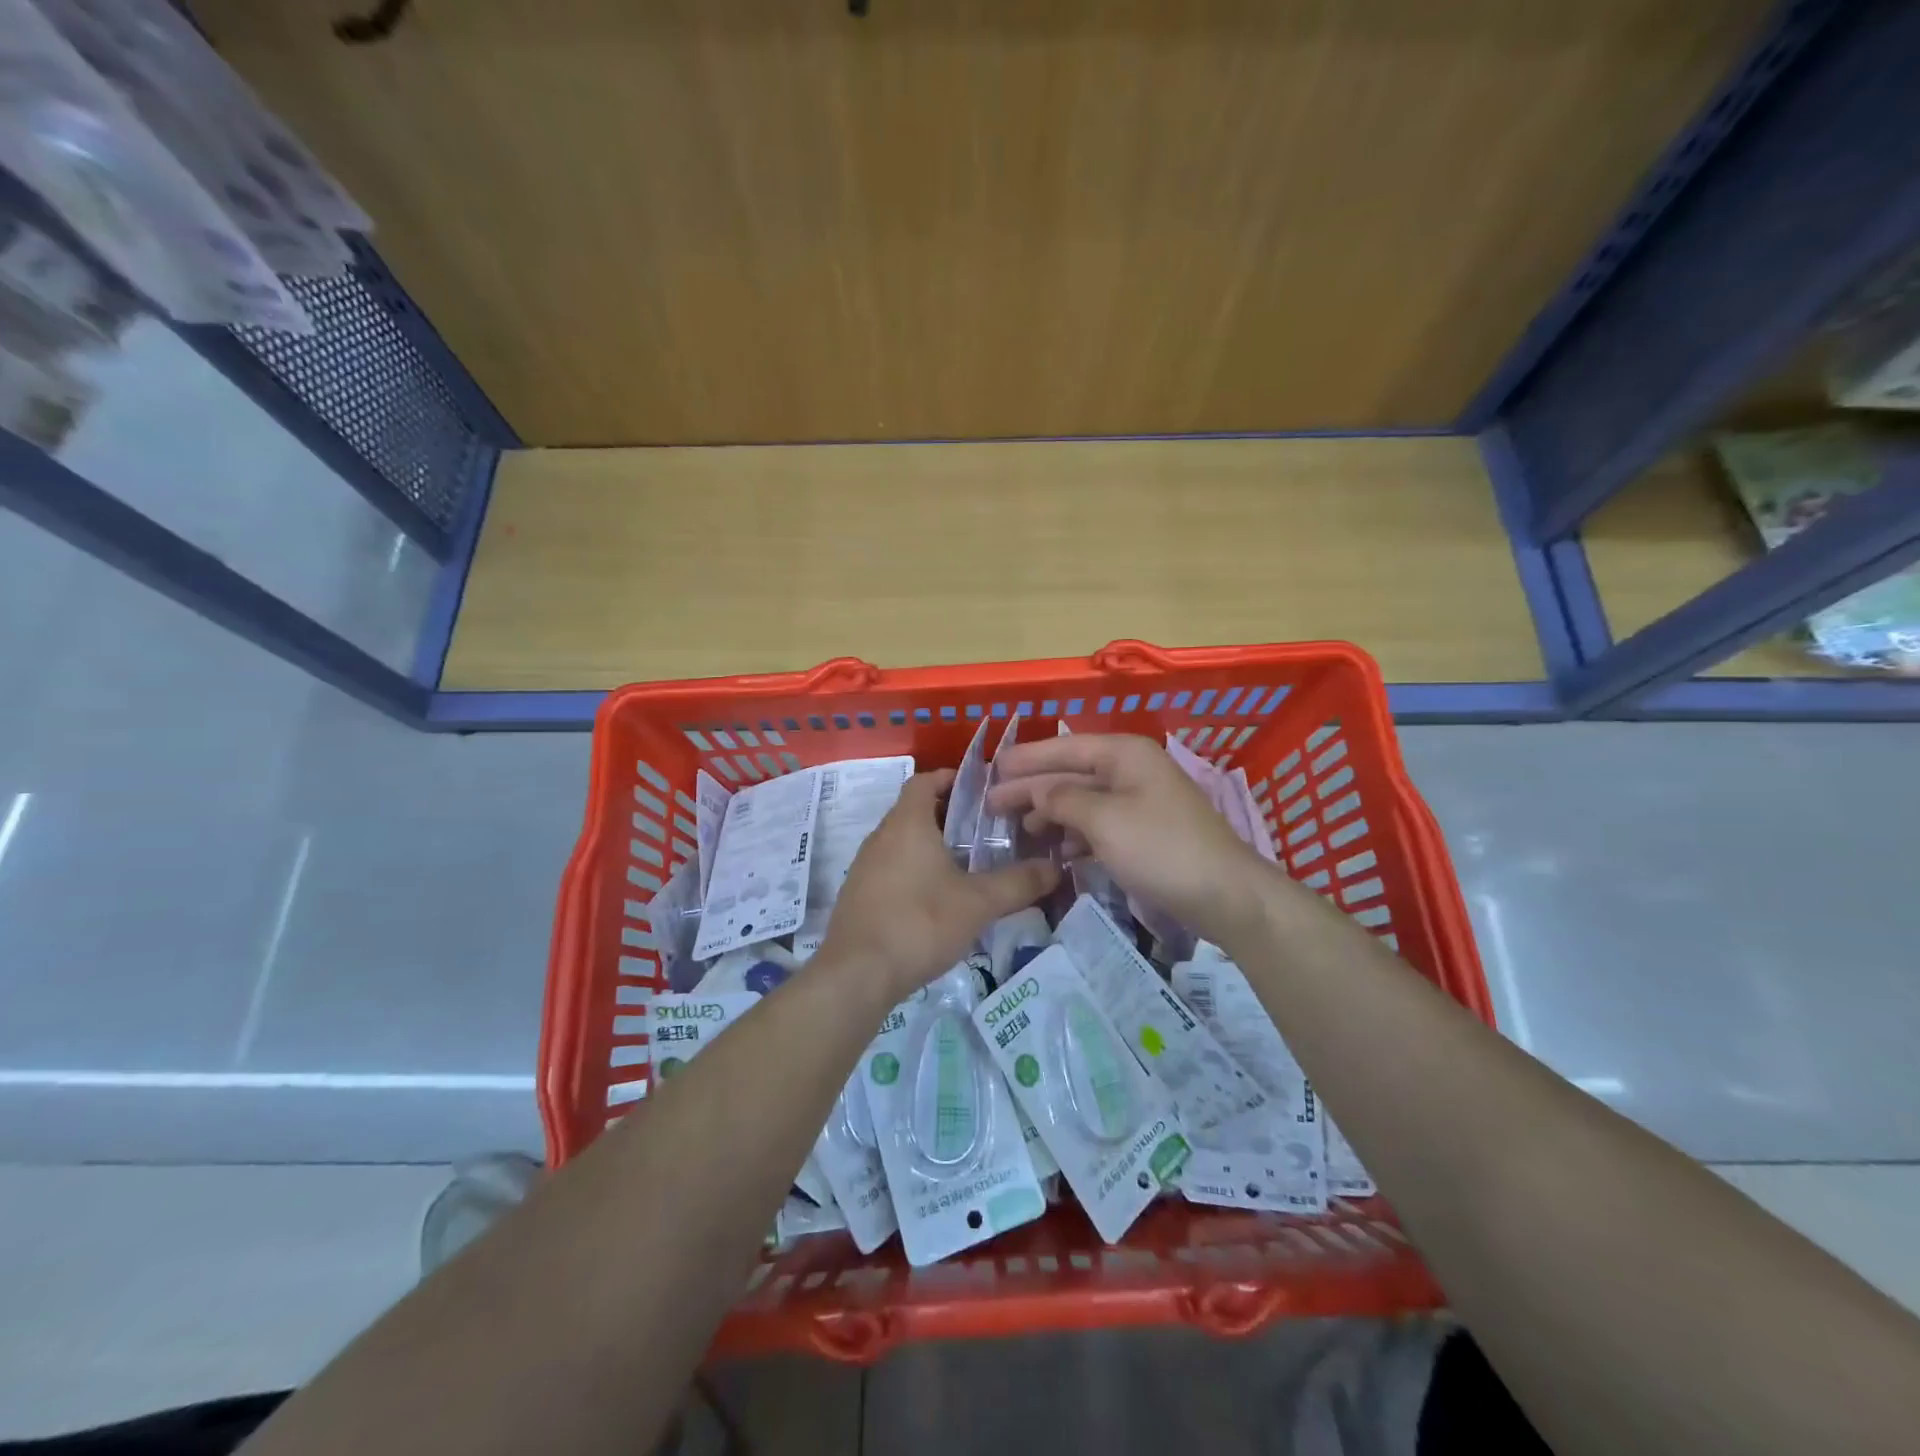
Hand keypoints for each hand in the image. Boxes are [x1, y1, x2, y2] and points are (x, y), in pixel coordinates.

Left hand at [819, 769, 1059, 1002]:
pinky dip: (915, 871)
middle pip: (915, 811)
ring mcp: (865, 867)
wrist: (857, 974)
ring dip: (932, 846)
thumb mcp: (978, 903)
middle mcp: (881, 836)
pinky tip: (937, 900)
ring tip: (968, 865)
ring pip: (902, 842)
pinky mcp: (859, 895)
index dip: (951, 778)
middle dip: (949, 816)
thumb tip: (1055, 868)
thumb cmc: (919, 923)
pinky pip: (891, 869)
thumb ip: (1019, 883)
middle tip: (986, 831)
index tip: (981, 791)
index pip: (925, 781)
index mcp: (907, 823)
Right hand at [987, 733, 1270, 946]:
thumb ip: (1063, 800)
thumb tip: (1038, 792)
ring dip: (1052, 814)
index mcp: (1124, 754)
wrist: (1224, 894)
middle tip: (992, 804)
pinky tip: (1057, 852)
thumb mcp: (1104, 820)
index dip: (1026, 759)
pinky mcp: (1145, 833)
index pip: (1064, 748)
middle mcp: (1131, 770)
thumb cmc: (1160, 848)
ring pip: (1084, 801)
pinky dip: (1076, 836)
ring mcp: (1140, 802)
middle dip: (1033, 788)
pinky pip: (1100, 825)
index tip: (992, 770)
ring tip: (1019, 830)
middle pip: (1071, 774)